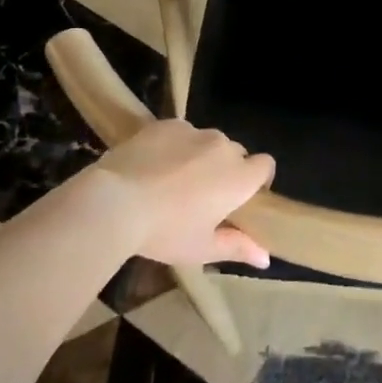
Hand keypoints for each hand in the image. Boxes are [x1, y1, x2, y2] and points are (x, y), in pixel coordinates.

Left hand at [92, 120, 275, 268]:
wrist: (115, 202)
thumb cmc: (165, 232)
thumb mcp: (202, 248)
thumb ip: (238, 247)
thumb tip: (266, 258)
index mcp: (239, 178)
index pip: (266, 165)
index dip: (258, 179)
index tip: (240, 198)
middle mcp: (223, 147)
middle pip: (236, 153)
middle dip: (226, 169)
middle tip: (202, 195)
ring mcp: (194, 132)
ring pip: (207, 142)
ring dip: (200, 156)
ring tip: (172, 179)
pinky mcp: (166, 124)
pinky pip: (181, 133)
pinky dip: (174, 146)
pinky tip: (152, 165)